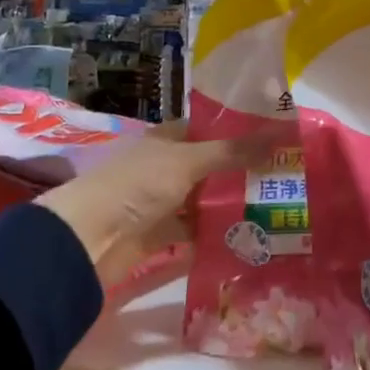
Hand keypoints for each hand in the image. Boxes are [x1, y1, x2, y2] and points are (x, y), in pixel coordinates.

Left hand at [34, 119, 272, 286]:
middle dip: (241, 172)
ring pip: (202, 201)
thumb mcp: (188, 161)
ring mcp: (160, 203)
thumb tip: (282, 134)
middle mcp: (163, 168)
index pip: (207, 129)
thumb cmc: (136, 185)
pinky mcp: (158, 238)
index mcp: (165, 140)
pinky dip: (213, 236)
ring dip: (229, 205)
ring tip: (273, 207)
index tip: (274, 138)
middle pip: (209, 167)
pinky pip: (192, 233)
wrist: (86, 240)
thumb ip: (233, 152)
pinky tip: (246, 237)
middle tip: (283, 175)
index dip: (238, 132)